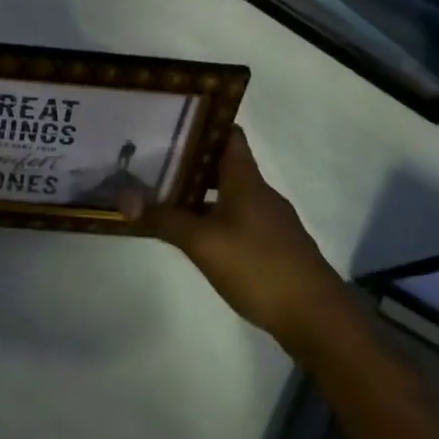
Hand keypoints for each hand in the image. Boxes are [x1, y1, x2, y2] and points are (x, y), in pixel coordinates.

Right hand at [120, 127, 345, 351]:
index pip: (229, 134)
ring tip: (163, 196)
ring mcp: (269, 221)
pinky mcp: (272, 246)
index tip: (170, 121)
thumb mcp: (203, 242)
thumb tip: (123, 200)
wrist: (315, 317)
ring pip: (229, 194)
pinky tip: (193, 234)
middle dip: (190, 161)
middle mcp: (259, 193)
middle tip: (152, 160)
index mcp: (246, 180)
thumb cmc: (259, 267)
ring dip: (200, 192)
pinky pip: (237, 219)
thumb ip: (164, 219)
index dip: (203, 123)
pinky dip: (213, 218)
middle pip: (224, 164)